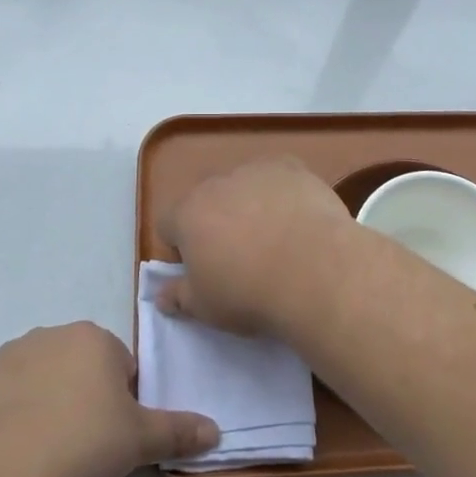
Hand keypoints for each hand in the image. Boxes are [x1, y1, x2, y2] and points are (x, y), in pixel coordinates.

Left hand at [0, 323, 218, 476]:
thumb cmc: (80, 445)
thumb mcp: (139, 442)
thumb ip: (178, 431)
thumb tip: (216, 432)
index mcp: (93, 339)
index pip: (119, 367)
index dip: (120, 405)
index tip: (111, 438)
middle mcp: (49, 335)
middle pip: (77, 370)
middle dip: (83, 401)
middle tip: (82, 449)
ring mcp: (4, 359)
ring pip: (38, 383)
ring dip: (44, 408)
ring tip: (43, 456)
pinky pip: (0, 403)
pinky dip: (7, 423)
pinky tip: (10, 458)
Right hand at [154, 157, 354, 335]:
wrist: (314, 271)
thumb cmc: (250, 294)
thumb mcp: (205, 308)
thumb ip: (178, 297)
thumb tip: (161, 295)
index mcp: (188, 214)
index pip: (169, 224)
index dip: (181, 248)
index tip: (202, 270)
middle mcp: (217, 183)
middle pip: (207, 200)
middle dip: (216, 223)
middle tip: (239, 257)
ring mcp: (256, 171)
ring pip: (244, 186)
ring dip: (249, 205)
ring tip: (275, 239)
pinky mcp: (292, 168)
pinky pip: (279, 177)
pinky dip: (283, 193)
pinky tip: (299, 219)